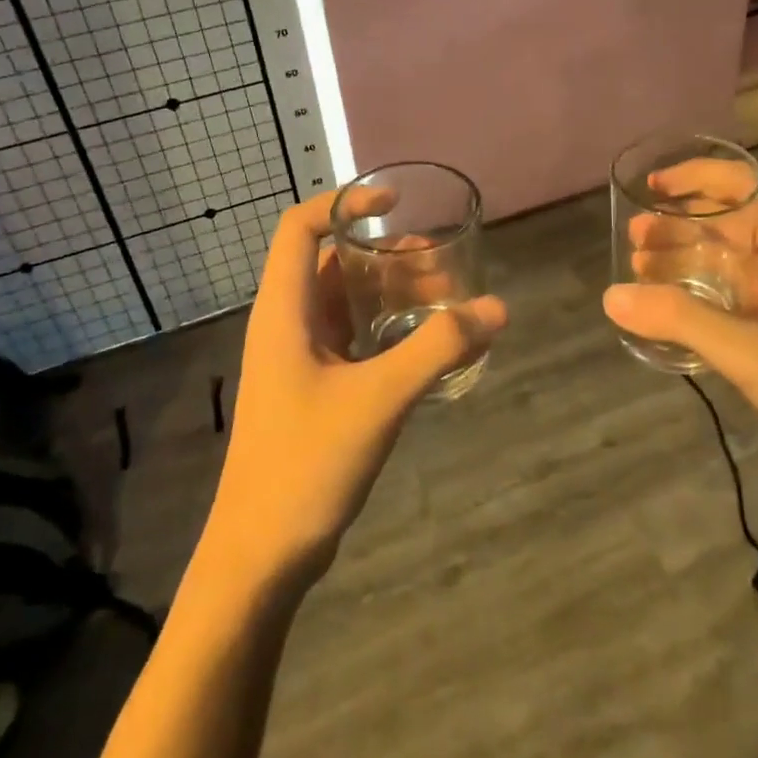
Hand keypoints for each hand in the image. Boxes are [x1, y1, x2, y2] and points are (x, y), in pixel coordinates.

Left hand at [206, 190, 506, 589]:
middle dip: (384, 254)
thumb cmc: (306, 464)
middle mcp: (286, 325)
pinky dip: (387, 330)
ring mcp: (299, 360)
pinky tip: (427, 346)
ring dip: (390, 294)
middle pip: (331, 263)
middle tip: (440, 265)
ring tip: (445, 300)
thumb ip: (438, 350)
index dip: (341, 202)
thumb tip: (496, 308)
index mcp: (283, 311)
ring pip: (345, 303)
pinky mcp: (314, 390)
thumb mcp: (379, 399)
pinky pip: (352, 339)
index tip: (393, 202)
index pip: (299, 228)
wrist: (262, 555)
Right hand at [605, 162, 757, 514]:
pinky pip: (730, 296)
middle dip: (680, 223)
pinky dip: (696, 295)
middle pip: (731, 221)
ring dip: (684, 259)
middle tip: (633, 239)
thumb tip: (611, 295)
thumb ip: (682, 320)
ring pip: (727, 260)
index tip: (652, 186)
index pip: (749, 185)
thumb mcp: (754, 353)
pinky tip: (664, 308)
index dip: (699, 176)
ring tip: (638, 269)